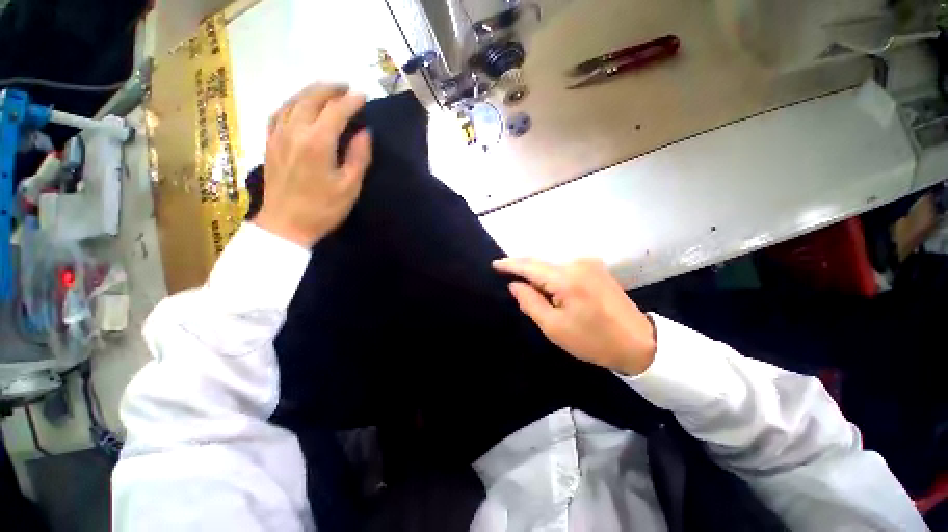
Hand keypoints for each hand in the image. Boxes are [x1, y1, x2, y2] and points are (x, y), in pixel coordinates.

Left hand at [255, 85, 371, 247]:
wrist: (286, 225)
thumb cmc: (323, 209)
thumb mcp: (349, 186)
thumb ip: (359, 157)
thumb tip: (365, 133)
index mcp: (318, 142)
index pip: (336, 111)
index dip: (351, 101)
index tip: (363, 96)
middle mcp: (295, 131)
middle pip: (311, 99)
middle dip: (330, 90)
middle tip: (345, 88)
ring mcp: (278, 135)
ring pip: (292, 102)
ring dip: (310, 92)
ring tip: (324, 91)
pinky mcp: (270, 143)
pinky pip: (278, 113)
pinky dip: (290, 103)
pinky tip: (297, 105)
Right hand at [493, 258, 656, 375]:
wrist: (639, 343)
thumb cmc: (592, 340)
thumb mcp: (554, 327)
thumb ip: (530, 302)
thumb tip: (515, 284)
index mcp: (567, 278)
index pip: (530, 266)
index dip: (510, 264)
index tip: (494, 264)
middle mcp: (578, 263)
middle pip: (541, 264)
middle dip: (523, 270)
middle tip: (507, 278)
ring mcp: (590, 263)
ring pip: (553, 266)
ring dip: (539, 275)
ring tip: (529, 290)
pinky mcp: (596, 268)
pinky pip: (565, 268)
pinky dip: (552, 276)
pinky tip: (549, 288)